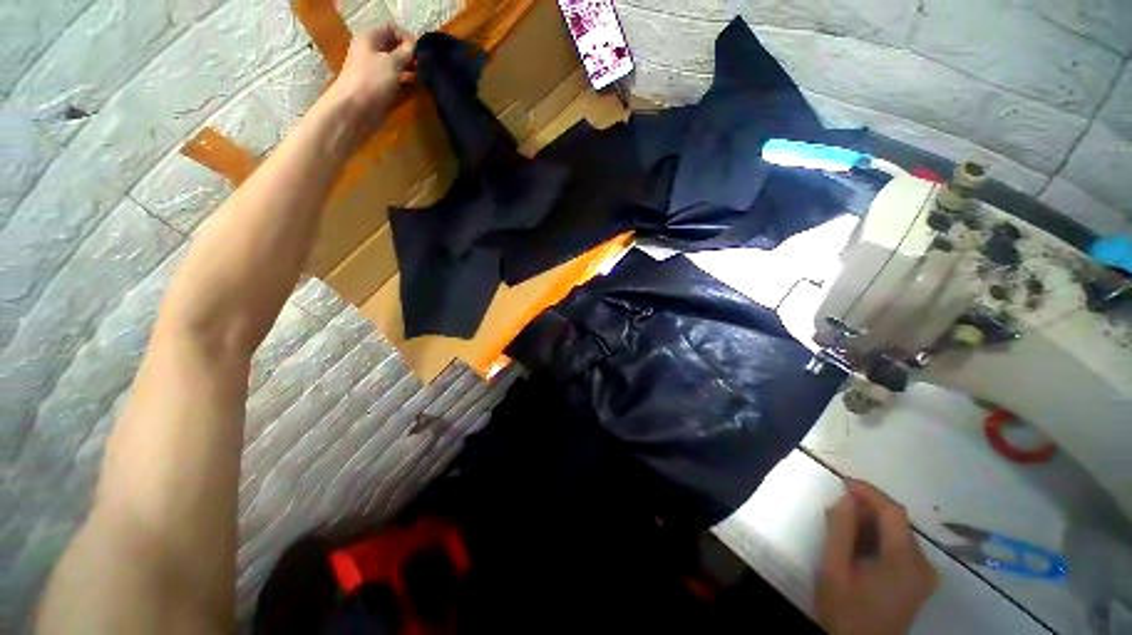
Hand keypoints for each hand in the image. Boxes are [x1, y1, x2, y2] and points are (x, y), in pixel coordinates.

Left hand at [327, 24, 415, 139]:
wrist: (355, 109)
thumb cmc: (371, 80)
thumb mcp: (391, 62)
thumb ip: (405, 52)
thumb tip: (415, 45)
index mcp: (370, 38)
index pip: (392, 28)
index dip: (407, 37)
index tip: (419, 51)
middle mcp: (372, 52)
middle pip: (395, 47)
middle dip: (410, 55)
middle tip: (423, 66)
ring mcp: (377, 71)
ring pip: (398, 66)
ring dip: (410, 70)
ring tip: (422, 77)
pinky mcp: (382, 88)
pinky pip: (397, 82)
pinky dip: (407, 84)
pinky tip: (416, 89)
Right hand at [816, 479, 937, 634]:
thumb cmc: (846, 611)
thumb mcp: (834, 571)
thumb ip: (840, 532)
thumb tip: (845, 499)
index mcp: (905, 563)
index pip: (893, 512)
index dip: (869, 492)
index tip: (842, 483)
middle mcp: (923, 565)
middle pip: (898, 522)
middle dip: (867, 508)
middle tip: (836, 507)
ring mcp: (924, 575)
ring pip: (898, 533)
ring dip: (871, 522)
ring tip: (843, 525)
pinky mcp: (920, 581)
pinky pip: (901, 546)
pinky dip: (879, 537)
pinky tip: (859, 543)